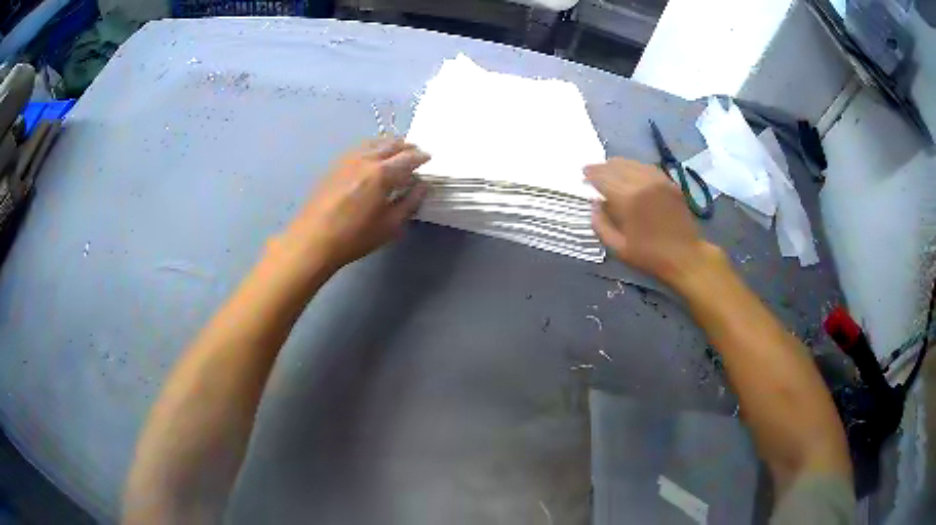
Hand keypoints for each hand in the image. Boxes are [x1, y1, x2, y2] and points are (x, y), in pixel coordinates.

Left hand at [281, 138, 429, 270]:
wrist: (313, 239)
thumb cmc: (355, 236)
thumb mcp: (390, 225)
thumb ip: (410, 202)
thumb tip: (421, 186)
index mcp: (382, 173)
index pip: (408, 157)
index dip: (421, 157)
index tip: (429, 159)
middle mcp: (366, 159)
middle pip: (391, 144)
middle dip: (407, 147)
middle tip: (415, 153)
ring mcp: (348, 159)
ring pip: (374, 142)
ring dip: (389, 144)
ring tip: (396, 153)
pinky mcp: (335, 165)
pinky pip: (360, 148)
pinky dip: (373, 147)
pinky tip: (373, 157)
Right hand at [587, 158, 718, 287]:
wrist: (685, 256)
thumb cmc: (649, 255)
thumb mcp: (617, 247)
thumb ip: (600, 224)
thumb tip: (594, 203)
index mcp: (628, 199)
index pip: (603, 177)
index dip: (591, 174)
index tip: (583, 175)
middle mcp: (642, 182)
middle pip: (616, 166)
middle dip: (602, 167)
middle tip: (592, 170)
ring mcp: (658, 180)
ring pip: (632, 163)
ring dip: (617, 164)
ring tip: (608, 168)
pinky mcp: (669, 182)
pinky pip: (647, 167)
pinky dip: (635, 166)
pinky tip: (630, 171)